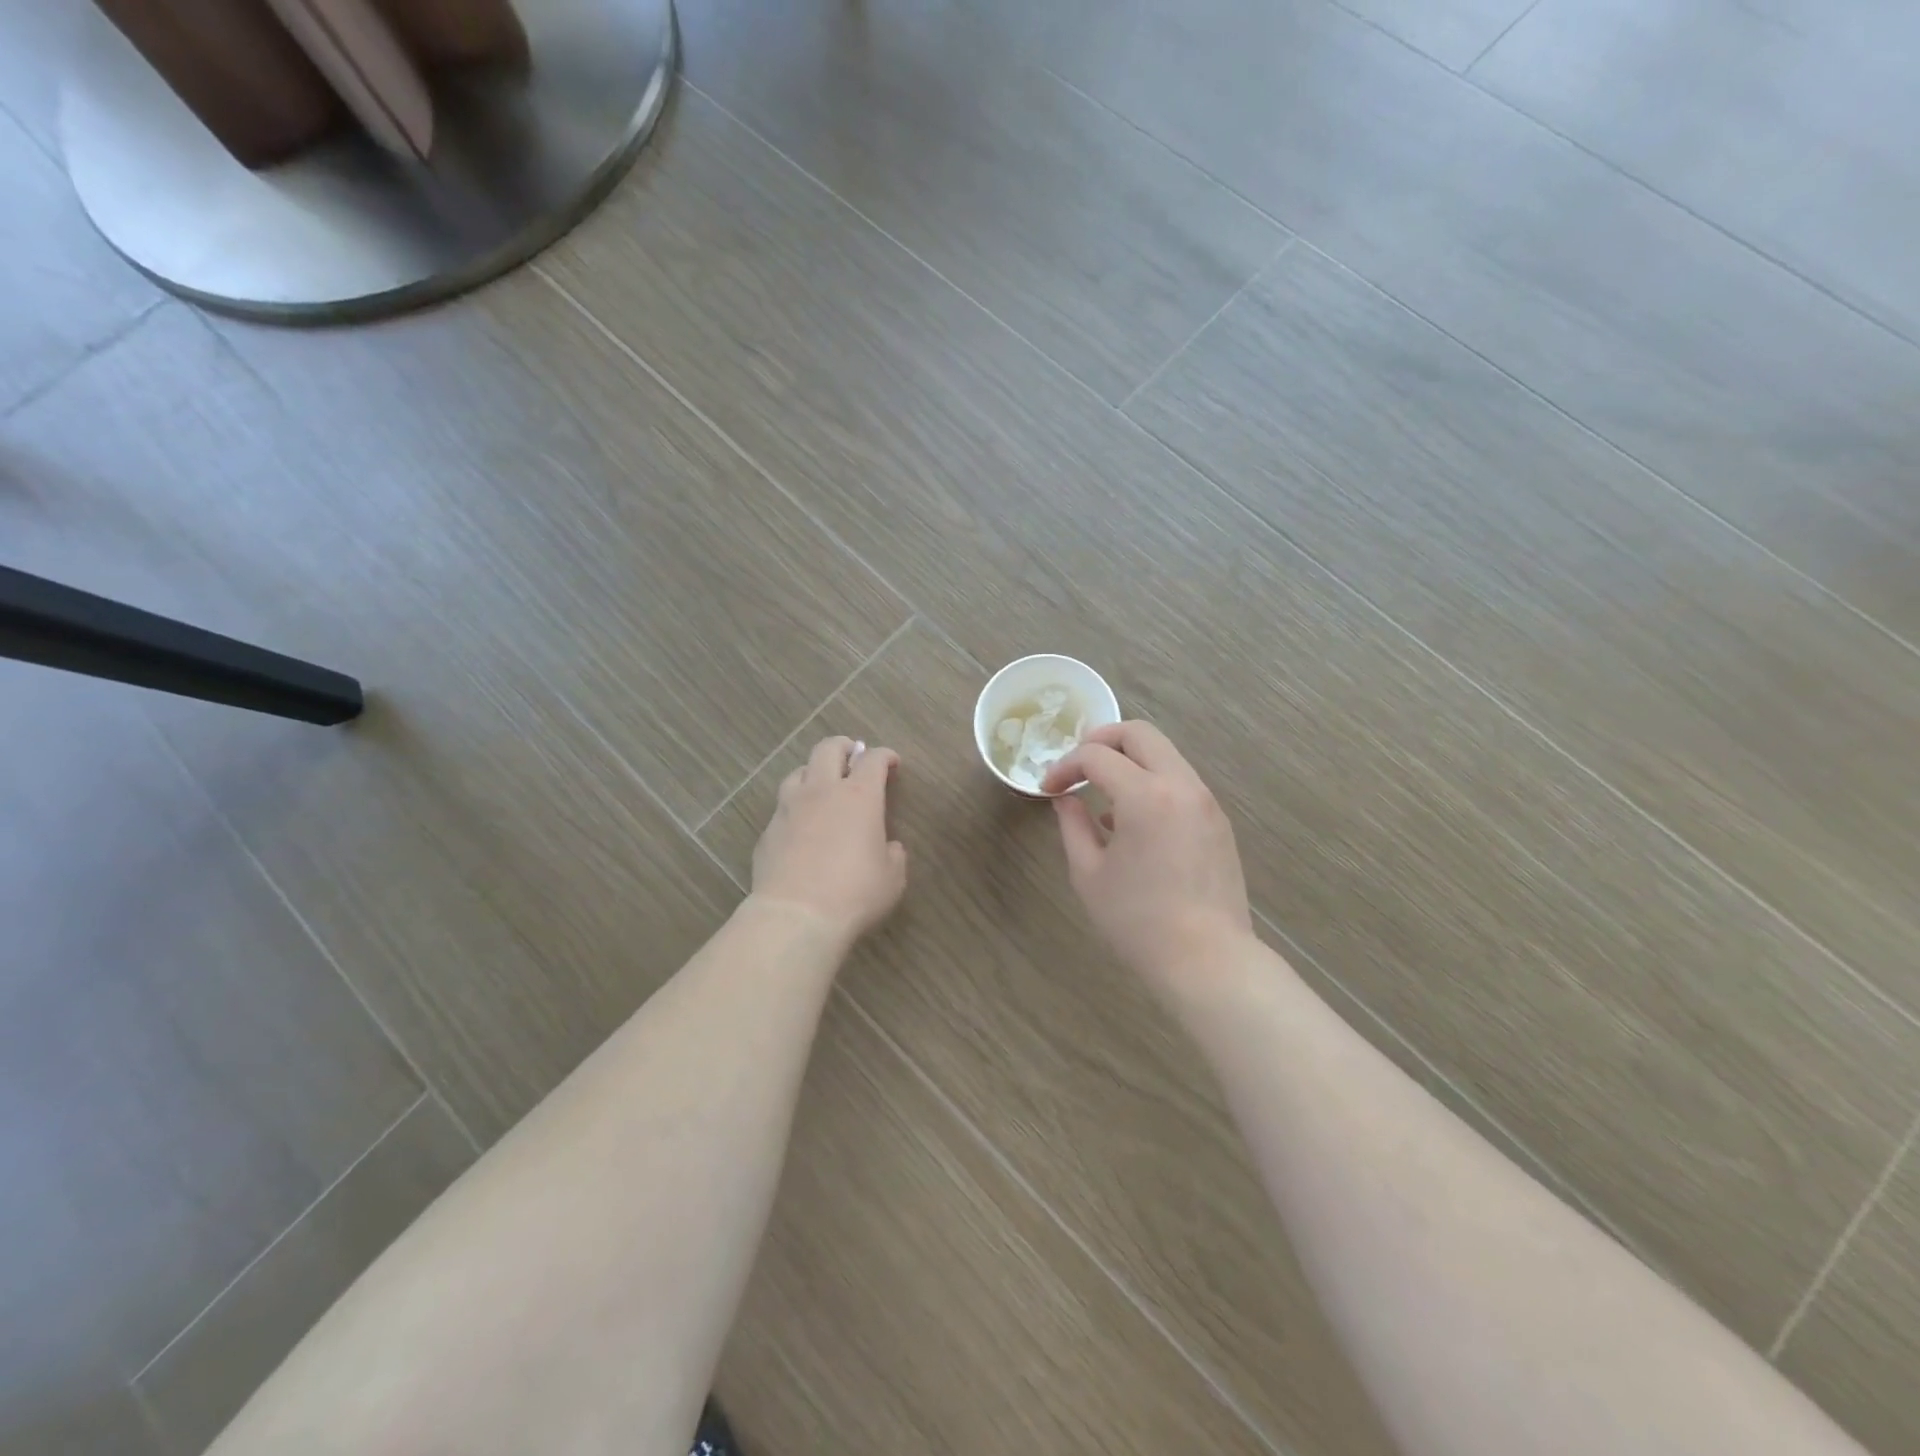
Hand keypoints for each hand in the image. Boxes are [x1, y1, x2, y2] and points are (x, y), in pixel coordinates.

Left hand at [750, 736, 907, 946]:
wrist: (796, 916)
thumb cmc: (855, 894)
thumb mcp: (892, 877)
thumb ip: (893, 854)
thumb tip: (888, 847)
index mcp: (859, 796)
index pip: (873, 759)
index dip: (885, 756)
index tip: (892, 763)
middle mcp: (822, 791)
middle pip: (828, 749)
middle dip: (844, 747)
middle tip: (853, 755)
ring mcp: (789, 808)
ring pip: (799, 772)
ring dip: (815, 772)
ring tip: (823, 786)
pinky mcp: (768, 830)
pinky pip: (783, 806)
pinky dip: (796, 807)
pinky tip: (801, 826)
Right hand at [1041, 721, 1253, 987]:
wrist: (1208, 960)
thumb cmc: (1138, 921)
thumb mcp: (1089, 874)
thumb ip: (1072, 825)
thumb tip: (1065, 799)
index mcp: (1146, 796)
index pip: (1097, 756)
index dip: (1065, 766)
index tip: (1049, 788)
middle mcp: (1181, 785)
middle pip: (1140, 733)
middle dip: (1101, 740)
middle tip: (1078, 765)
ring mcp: (1205, 801)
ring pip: (1165, 754)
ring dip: (1129, 761)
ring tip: (1102, 795)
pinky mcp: (1218, 820)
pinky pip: (1180, 781)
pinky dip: (1152, 782)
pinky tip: (1133, 821)